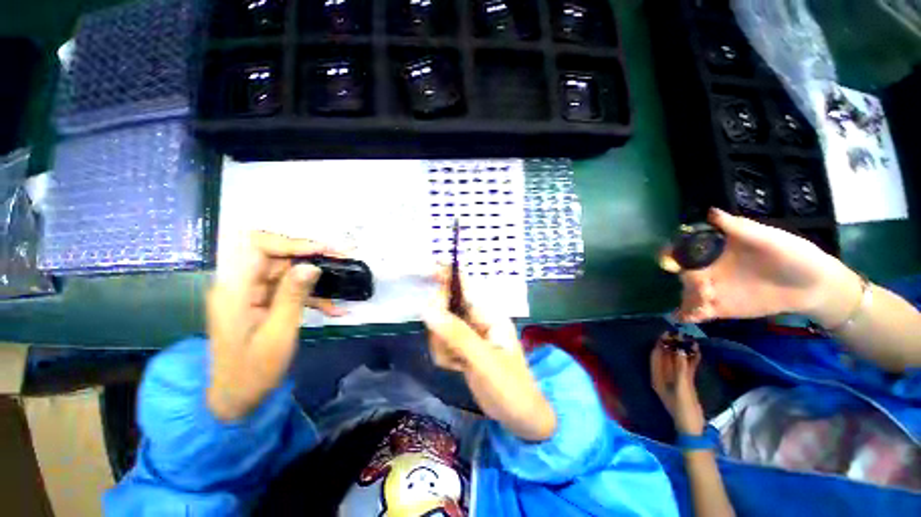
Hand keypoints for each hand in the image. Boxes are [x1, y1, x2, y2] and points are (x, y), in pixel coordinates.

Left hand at [206, 232, 345, 420]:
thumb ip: (293, 296)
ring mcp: (252, 294)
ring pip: (288, 273)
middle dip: (311, 257)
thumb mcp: (278, 332)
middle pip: (277, 257)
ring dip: (316, 279)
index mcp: (234, 290)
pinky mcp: (263, 303)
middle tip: (342, 258)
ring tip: (343, 282)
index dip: (292, 243)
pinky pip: (289, 290)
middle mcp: (240, 285)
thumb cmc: (254, 369)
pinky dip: (312, 297)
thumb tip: (311, 265)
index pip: (258, 247)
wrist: (238, 397)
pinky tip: (333, 309)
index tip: (323, 250)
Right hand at [423, 268, 556, 440]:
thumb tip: (426, 308)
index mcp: (489, 313)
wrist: (519, 417)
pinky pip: (441, 342)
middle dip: (440, 328)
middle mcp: (477, 318)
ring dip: (442, 346)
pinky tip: (458, 368)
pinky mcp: (461, 346)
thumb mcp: (484, 361)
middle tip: (448, 348)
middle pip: (446, 306)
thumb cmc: (510, 387)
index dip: (447, 275)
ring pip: (440, 327)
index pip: (465, 286)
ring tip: (458, 364)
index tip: (427, 270)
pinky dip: (443, 355)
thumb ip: (456, 335)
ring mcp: (468, 332)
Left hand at [650, 335, 704, 434]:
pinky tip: (697, 351)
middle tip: (681, 333)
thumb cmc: (683, 409)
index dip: (660, 343)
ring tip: (690, 338)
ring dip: (682, 351)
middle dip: (672, 345)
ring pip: (676, 361)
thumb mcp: (681, 388)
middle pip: (666, 356)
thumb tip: (679, 350)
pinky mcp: (685, 383)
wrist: (693, 429)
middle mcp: (662, 376)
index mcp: (656, 376)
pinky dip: (690, 360)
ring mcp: (674, 379)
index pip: (656, 355)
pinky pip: (686, 368)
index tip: (667, 332)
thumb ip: (680, 369)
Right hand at [662, 208, 857, 322]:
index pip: (685, 249)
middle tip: (704, 287)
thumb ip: (739, 228)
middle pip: (682, 273)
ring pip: (687, 294)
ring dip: (687, 299)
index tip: (671, 258)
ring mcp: (712, 290)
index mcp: (714, 251)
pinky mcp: (720, 308)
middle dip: (687, 280)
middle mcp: (708, 269)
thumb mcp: (768, 238)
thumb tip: (710, 212)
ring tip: (703, 306)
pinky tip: (685, 318)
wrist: (814, 286)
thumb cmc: (792, 255)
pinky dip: (687, 315)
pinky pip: (696, 312)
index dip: (672, 252)